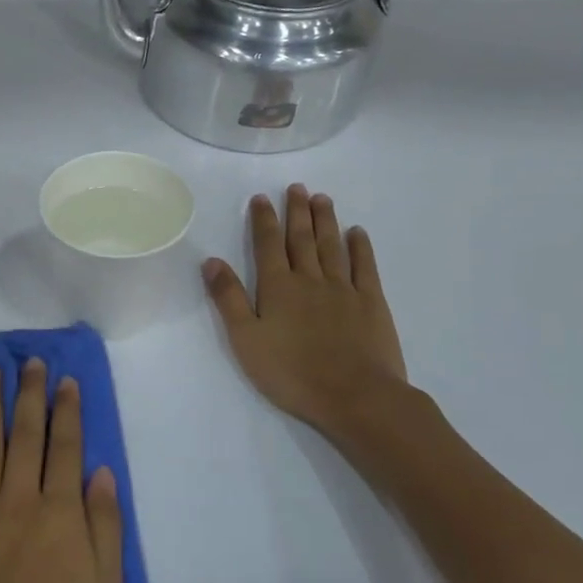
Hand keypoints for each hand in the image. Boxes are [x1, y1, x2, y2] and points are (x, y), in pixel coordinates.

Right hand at [202, 184, 408, 439]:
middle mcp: (310, 279)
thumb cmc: (292, 373)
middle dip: (297, 211)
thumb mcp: (246, 339)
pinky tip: (357, 233)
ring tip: (322, 198)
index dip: (263, 220)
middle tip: (297, 187)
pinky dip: (360, 247)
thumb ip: (229, 298)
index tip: (261, 198)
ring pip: (331, 246)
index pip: (267, 245)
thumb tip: (211, 261)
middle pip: (301, 239)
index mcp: (277, 288)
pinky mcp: (371, 302)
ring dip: (325, 221)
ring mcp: (344, 289)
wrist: (355, 395)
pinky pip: (365, 267)